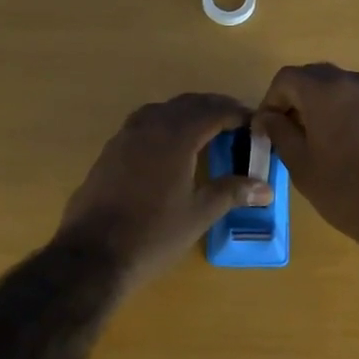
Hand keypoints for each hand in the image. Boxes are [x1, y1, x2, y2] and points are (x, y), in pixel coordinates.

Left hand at [57, 93, 272, 291]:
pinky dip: (163, 126)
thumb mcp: (199, 213)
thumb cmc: (153, 234)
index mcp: (175, 136)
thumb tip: (265, 188)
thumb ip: (231, 192)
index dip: (237, 114)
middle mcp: (149, 127)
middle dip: (213, 109)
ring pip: (161, 111)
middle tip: (235, 123)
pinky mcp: (109, 153)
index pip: (213, 111)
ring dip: (186, 114)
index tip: (254, 123)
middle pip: (186, 104)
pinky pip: (142, 125)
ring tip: (205, 131)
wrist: (93, 254)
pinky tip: (169, 149)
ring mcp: (124, 137)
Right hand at [255, 63, 358, 257]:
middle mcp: (354, 81)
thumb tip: (267, 117)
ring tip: (315, 141)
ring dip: (320, 106)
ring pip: (338, 88)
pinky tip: (343, 146)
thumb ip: (279, 133)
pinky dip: (343, 113)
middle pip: (313, 77)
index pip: (286, 78)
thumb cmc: (345, 190)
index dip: (270, 101)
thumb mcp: (301, 165)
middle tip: (287, 133)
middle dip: (295, 100)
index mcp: (326, 90)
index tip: (266, 130)